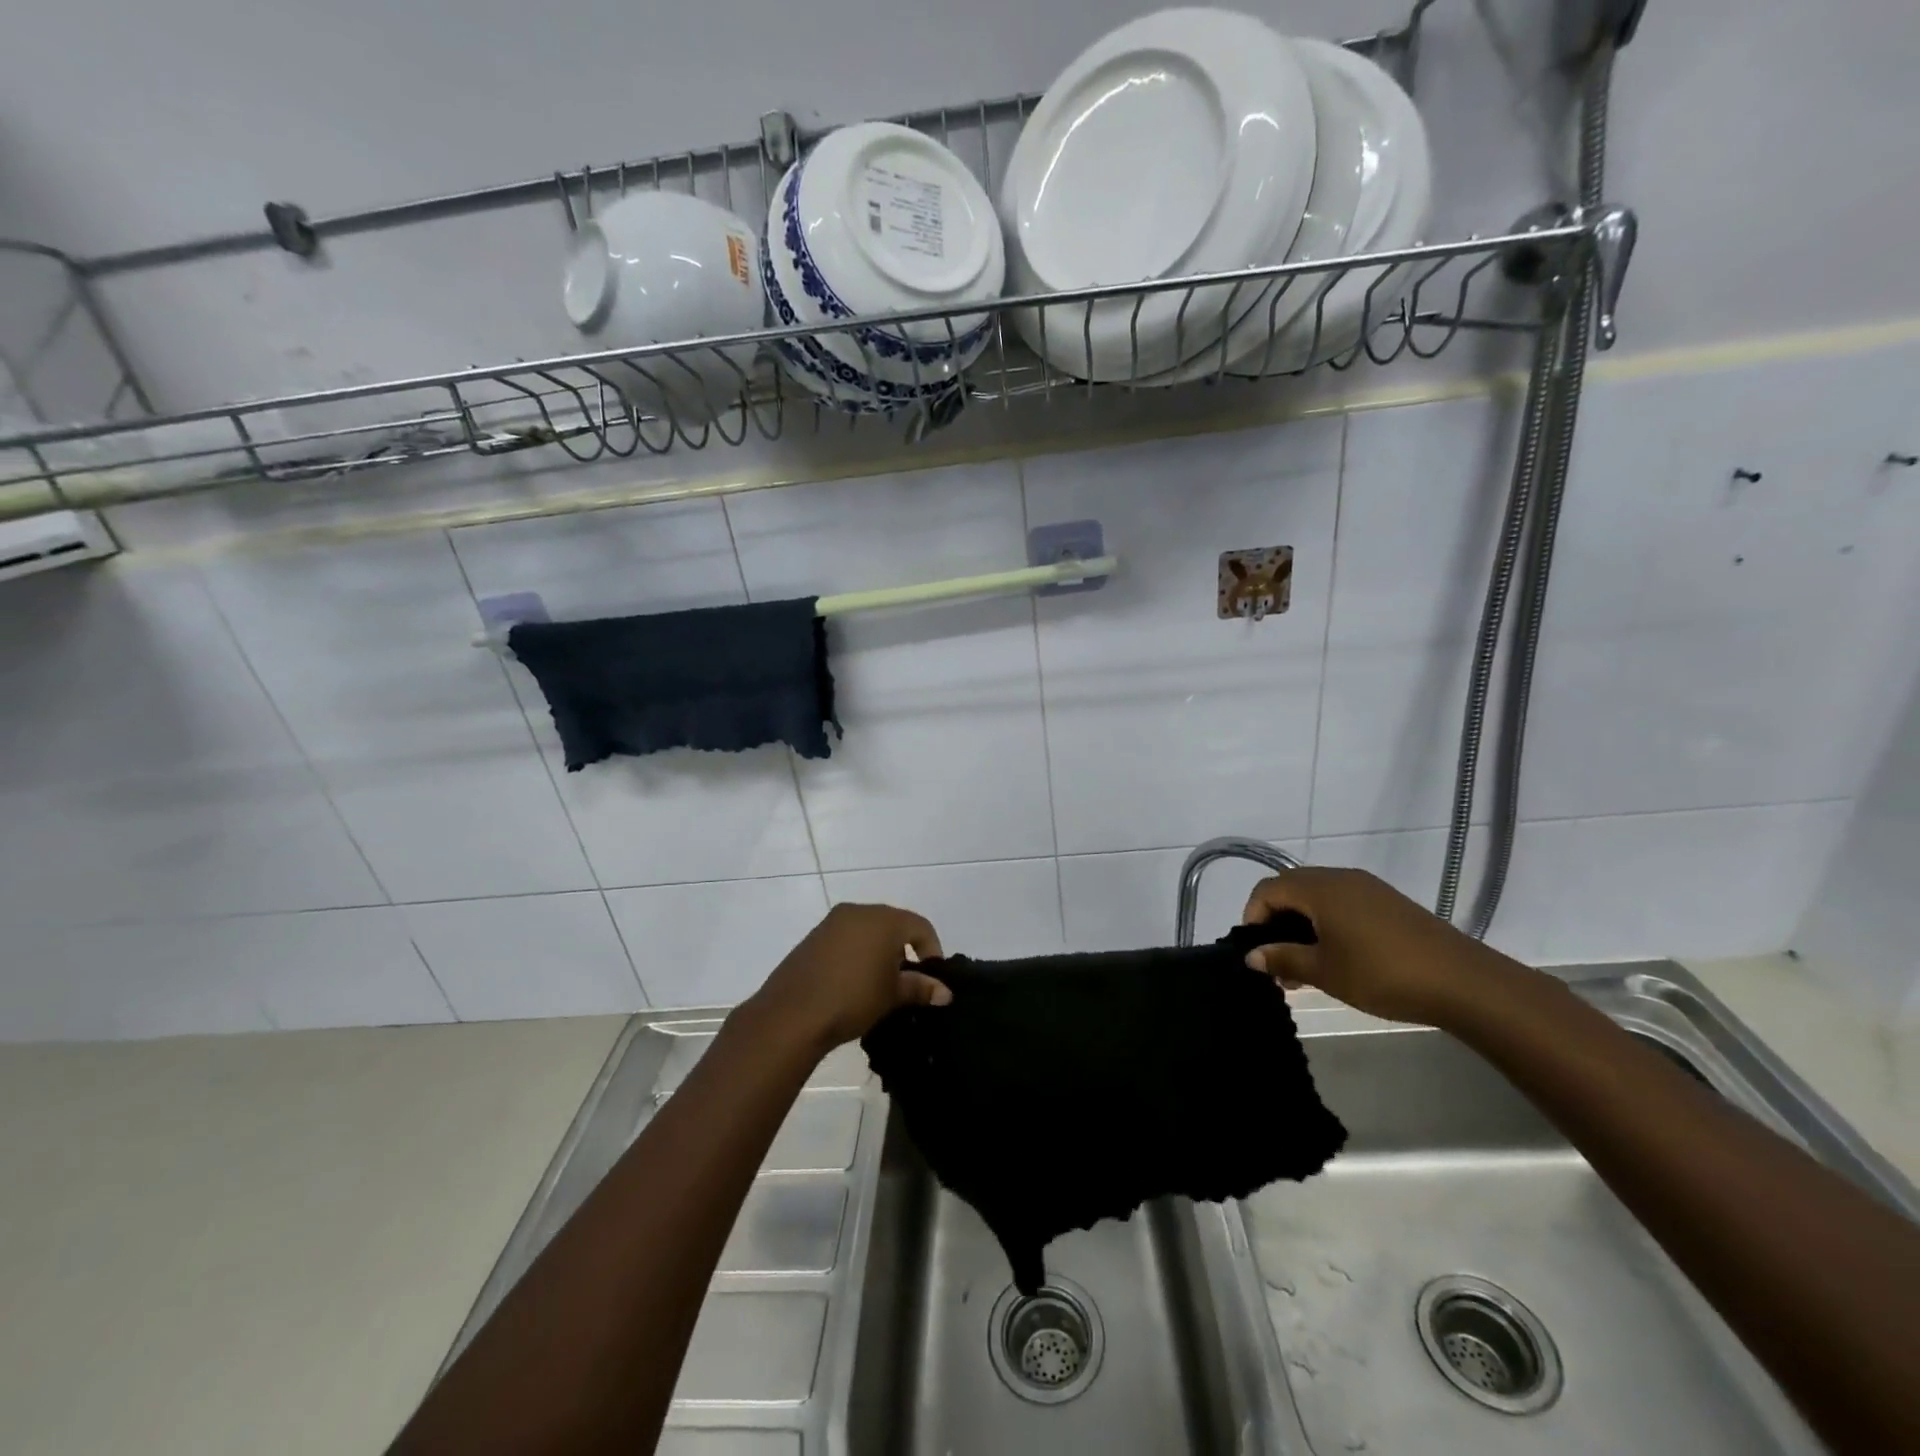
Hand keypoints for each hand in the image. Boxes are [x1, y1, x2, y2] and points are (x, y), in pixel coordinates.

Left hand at [741, 903, 950, 1056]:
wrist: (792, 1014)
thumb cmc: (853, 998)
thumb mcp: (892, 995)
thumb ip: (920, 988)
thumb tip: (945, 992)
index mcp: (884, 919)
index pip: (920, 926)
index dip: (931, 950)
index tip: (931, 978)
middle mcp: (858, 911)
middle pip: (893, 924)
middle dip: (904, 950)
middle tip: (905, 981)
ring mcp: (832, 922)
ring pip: (867, 930)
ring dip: (879, 951)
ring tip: (879, 984)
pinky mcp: (813, 937)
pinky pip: (845, 938)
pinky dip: (856, 953)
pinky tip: (852, 982)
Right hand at [1241, 867, 1510, 1026]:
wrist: (1462, 982)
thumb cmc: (1382, 973)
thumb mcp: (1324, 971)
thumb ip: (1283, 959)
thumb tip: (1251, 955)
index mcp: (1319, 888)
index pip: (1267, 890)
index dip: (1253, 917)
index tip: (1256, 952)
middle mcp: (1340, 878)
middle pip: (1290, 888)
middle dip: (1275, 921)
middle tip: (1276, 960)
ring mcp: (1367, 888)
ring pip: (1317, 897)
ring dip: (1301, 925)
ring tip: (1303, 967)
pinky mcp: (1387, 903)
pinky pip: (1342, 904)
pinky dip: (1327, 924)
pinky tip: (1335, 957)